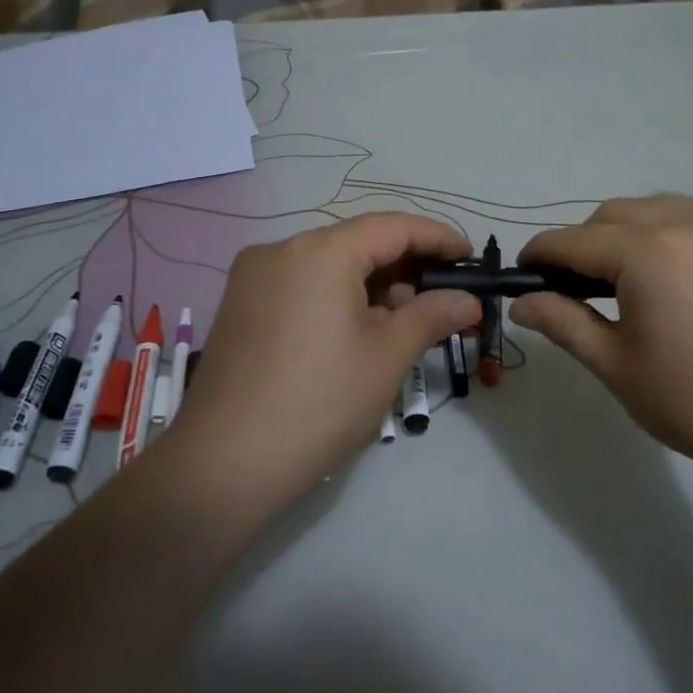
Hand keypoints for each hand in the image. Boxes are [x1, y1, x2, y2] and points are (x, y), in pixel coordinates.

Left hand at [165, 214, 481, 505]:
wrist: (223, 465)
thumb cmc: (318, 403)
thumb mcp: (386, 357)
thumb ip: (432, 316)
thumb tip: (468, 300)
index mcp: (320, 251)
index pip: (392, 227)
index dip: (437, 238)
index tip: (469, 257)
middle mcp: (281, 250)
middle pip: (357, 243)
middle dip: (405, 267)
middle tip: (445, 297)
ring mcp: (253, 277)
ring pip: (328, 265)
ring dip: (372, 284)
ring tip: (407, 321)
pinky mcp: (240, 306)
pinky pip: (301, 285)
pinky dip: (337, 297)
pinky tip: (359, 330)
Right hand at [510, 196, 692, 480]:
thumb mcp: (616, 365)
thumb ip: (563, 323)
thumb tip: (521, 302)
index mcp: (647, 252)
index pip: (574, 240)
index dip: (541, 253)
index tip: (522, 272)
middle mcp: (686, 223)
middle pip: (613, 214)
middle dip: (582, 242)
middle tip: (571, 287)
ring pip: (654, 208)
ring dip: (624, 231)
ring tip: (620, 277)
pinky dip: (665, 231)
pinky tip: (669, 271)